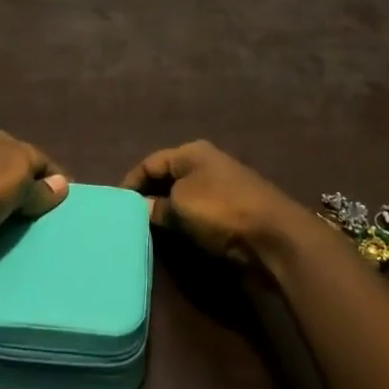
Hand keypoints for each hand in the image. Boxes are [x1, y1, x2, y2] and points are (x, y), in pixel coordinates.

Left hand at [0, 130, 67, 272]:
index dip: (56, 181)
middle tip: (53, 225)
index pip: (40, 159)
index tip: (69, 208)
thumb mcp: (19, 182)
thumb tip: (62, 186)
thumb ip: (41, 186)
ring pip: (4, 199)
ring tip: (33, 238)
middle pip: (21, 178)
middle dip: (36, 198)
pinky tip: (5, 242)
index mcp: (1, 141)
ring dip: (16, 215)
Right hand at [120, 140, 306, 263]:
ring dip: (167, 210)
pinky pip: (199, 212)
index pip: (150, 162)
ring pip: (184, 196)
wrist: (274, 235)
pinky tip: (176, 236)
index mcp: (191, 153)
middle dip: (149, 195)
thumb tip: (141, 207)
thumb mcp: (181, 207)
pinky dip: (185, 221)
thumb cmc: (221, 210)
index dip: (131, 181)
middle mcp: (206, 163)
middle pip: (168, 177)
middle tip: (128, 217)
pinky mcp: (233, 209)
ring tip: (147, 229)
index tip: (115, 203)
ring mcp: (222, 186)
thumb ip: (157, 207)